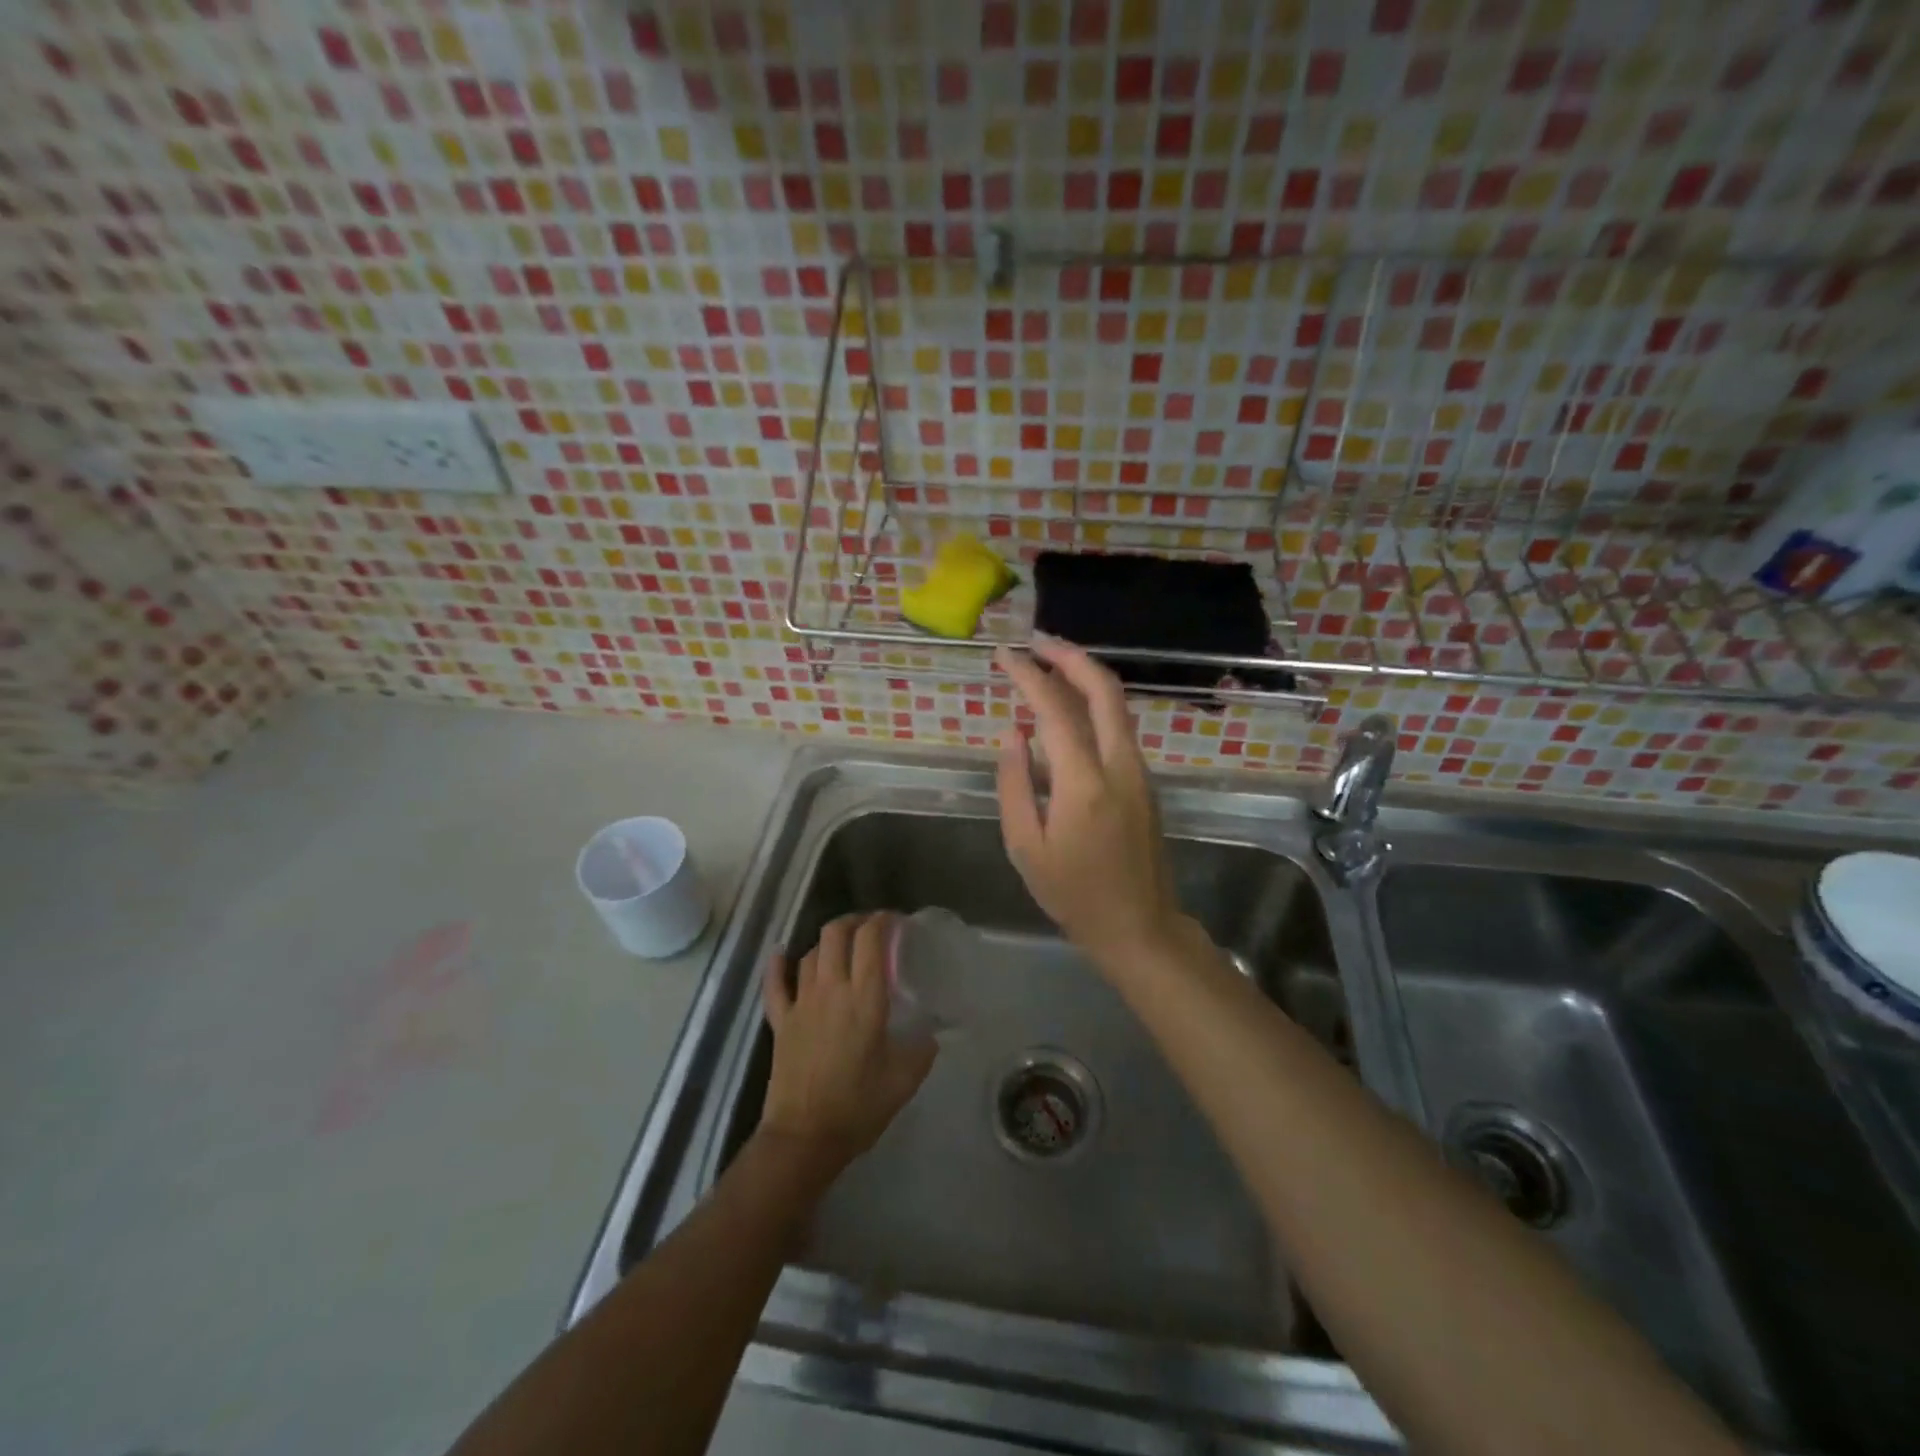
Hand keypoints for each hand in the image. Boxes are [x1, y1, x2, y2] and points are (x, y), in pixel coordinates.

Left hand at [759, 912, 935, 1170]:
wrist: (805, 1137)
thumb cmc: (858, 1107)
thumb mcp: (904, 1079)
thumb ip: (922, 1050)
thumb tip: (931, 1035)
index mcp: (865, 998)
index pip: (871, 939)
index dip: (883, 921)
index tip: (895, 921)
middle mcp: (831, 989)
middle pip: (836, 934)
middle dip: (854, 922)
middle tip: (870, 928)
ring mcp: (801, 1003)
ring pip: (809, 954)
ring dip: (826, 943)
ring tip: (841, 947)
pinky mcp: (780, 1021)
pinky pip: (774, 984)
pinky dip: (776, 964)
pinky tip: (780, 953)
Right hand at [993, 635, 1182, 961]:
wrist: (1139, 925)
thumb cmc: (1074, 894)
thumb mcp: (1025, 847)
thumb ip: (1014, 784)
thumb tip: (1013, 733)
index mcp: (1084, 784)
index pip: (1056, 710)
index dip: (1029, 676)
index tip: (1003, 656)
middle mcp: (1119, 765)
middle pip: (1103, 689)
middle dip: (1069, 655)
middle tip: (1036, 641)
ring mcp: (1139, 771)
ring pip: (1116, 704)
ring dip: (1084, 675)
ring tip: (1047, 663)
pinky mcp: (1145, 780)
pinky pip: (1118, 727)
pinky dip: (1092, 704)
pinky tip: (1067, 709)